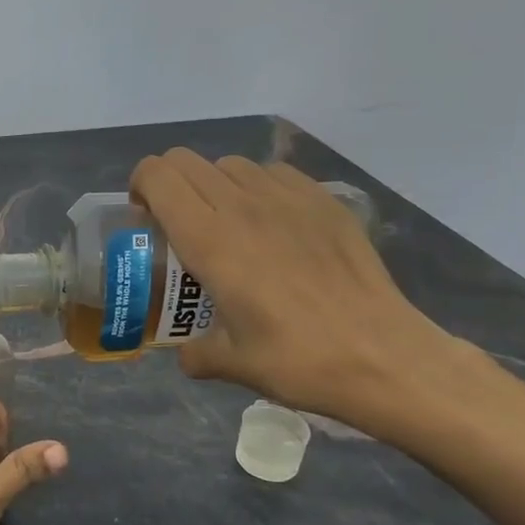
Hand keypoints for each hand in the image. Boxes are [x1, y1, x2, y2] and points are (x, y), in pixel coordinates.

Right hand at [130, 147, 464, 430]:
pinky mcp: (325, 202)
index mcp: (209, 239)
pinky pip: (274, 173)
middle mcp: (242, 206)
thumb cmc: (297, 359)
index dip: (140, 186)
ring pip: (230, 164)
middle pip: (186, 161)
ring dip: (213, 184)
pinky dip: (257, 186)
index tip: (142, 217)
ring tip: (224, 221)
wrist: (384, 357)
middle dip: (168, 184)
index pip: (158, 176)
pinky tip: (270, 223)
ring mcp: (288, 198)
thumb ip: (194, 352)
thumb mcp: (229, 363)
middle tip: (175, 222)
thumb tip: (185, 353)